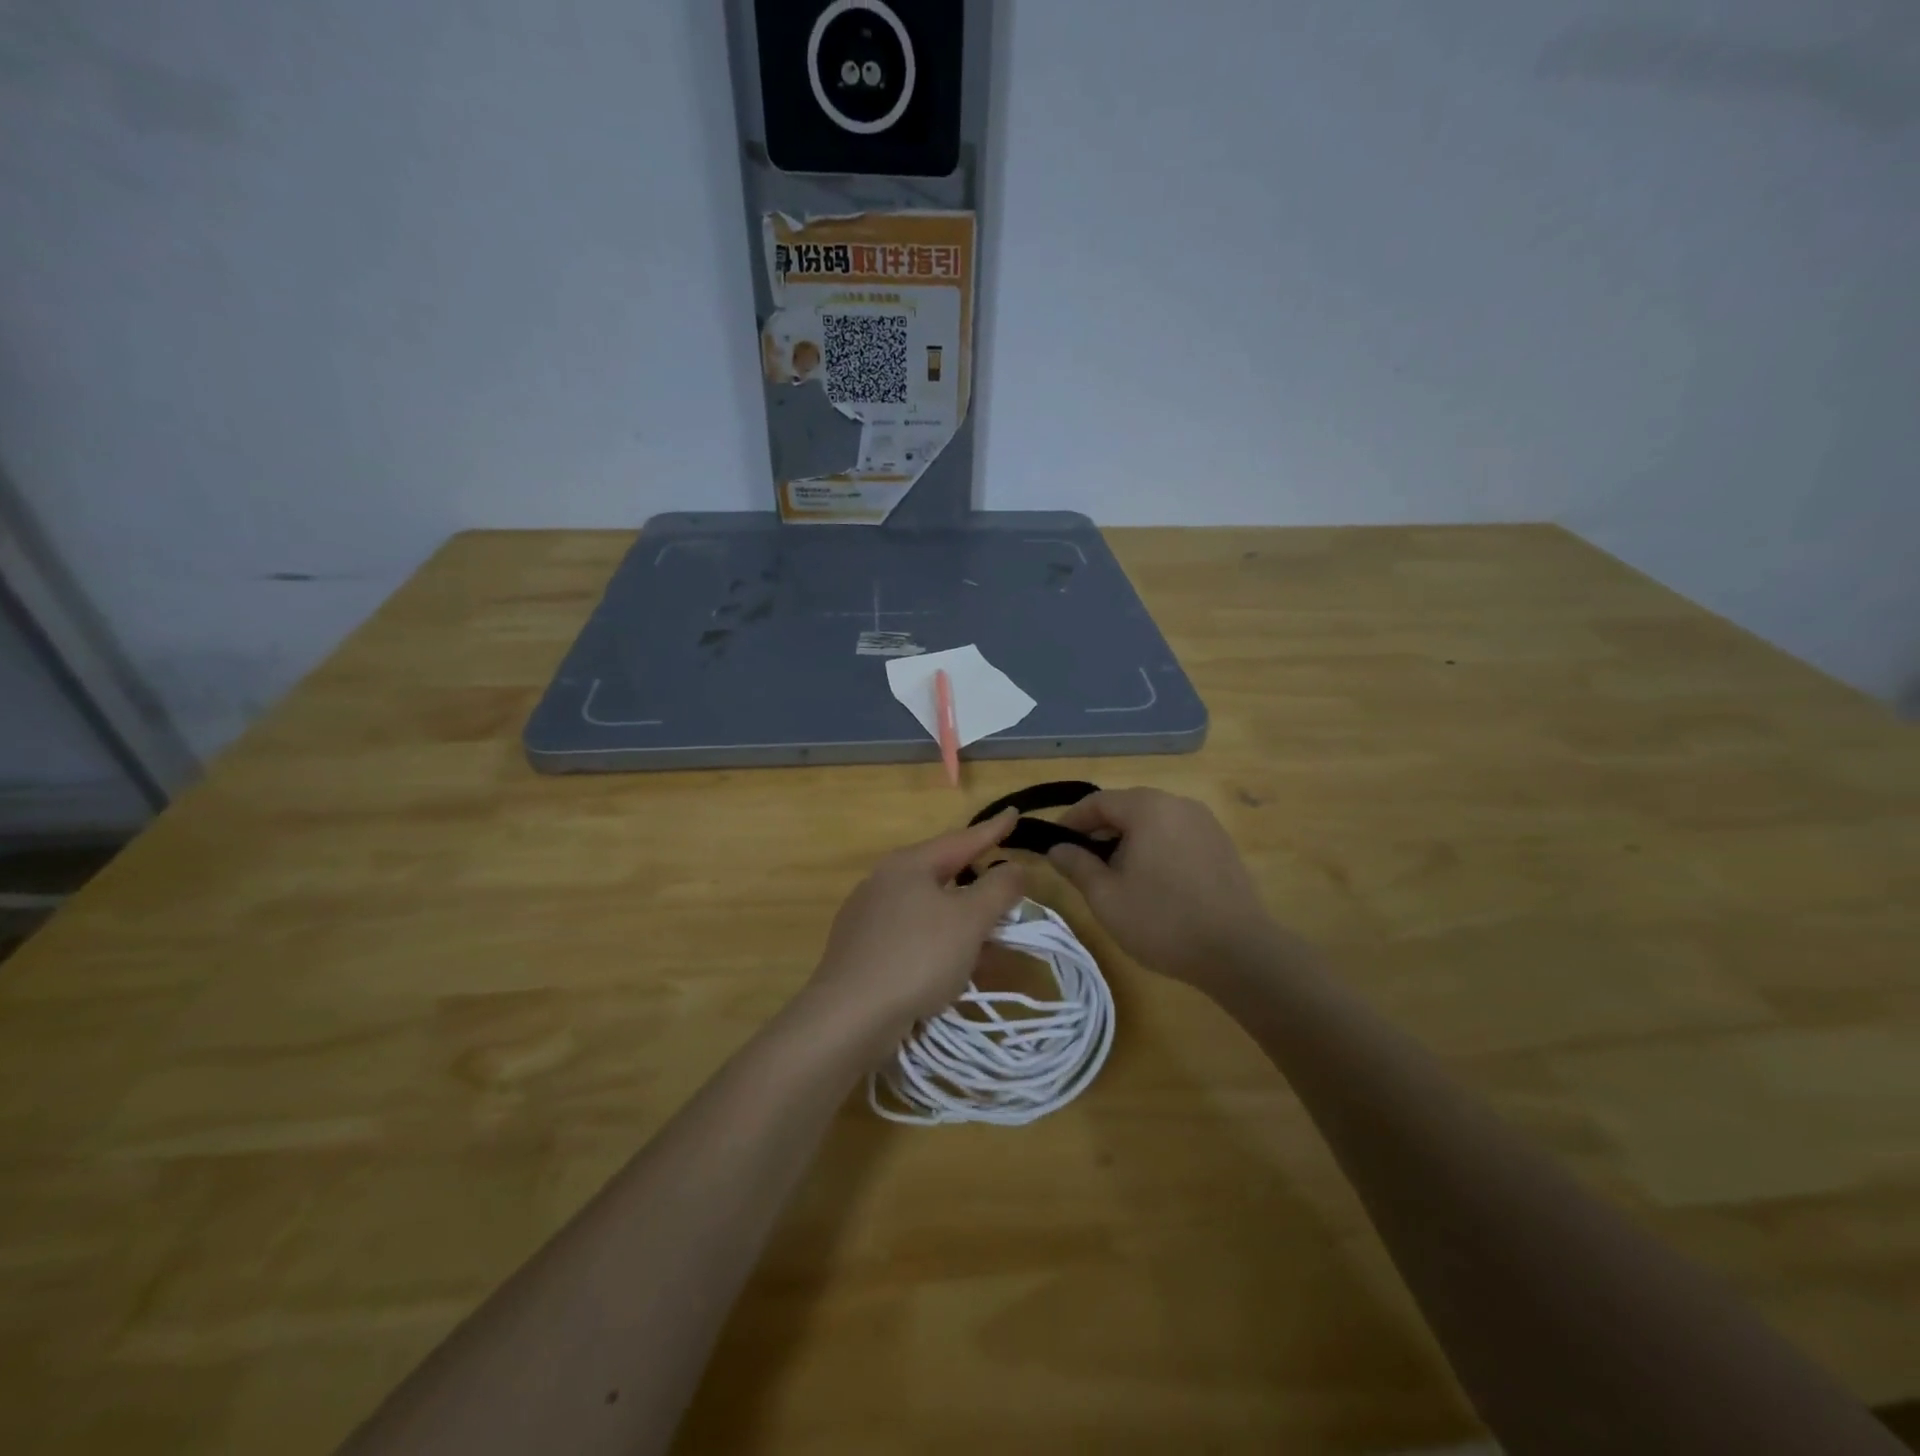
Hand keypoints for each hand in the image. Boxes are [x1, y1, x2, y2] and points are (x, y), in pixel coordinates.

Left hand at [805, 810, 1026, 1047]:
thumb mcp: (969, 920)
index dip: (993, 830)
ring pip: (927, 908)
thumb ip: (998, 889)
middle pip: (941, 873)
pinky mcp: (861, 950)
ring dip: (961, 918)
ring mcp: (867, 916)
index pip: (961, 839)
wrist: (848, 1017)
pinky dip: (939, 941)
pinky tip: (952, 964)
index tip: (1014, 813)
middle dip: (977, 880)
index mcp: (908, 864)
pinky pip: (912, 935)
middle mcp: (883, 881)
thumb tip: (1014, 868)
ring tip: (988, 932)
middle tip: (1005, 882)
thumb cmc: (916, 957)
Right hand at [1046, 788, 1278, 992]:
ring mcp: (1205, 822)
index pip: (1098, 801)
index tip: (1054, 843)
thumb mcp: (1106, 897)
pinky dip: (1157, 847)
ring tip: (1116, 875)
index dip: (1071, 820)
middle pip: (1128, 807)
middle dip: (1100, 831)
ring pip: (1154, 821)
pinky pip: (1177, 835)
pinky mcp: (1221, 844)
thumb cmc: (1163, 921)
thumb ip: (1077, 866)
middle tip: (1082, 863)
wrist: (1239, 952)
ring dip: (1129, 840)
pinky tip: (1153, 882)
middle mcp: (1178, 803)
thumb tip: (1057, 848)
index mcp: (1148, 808)